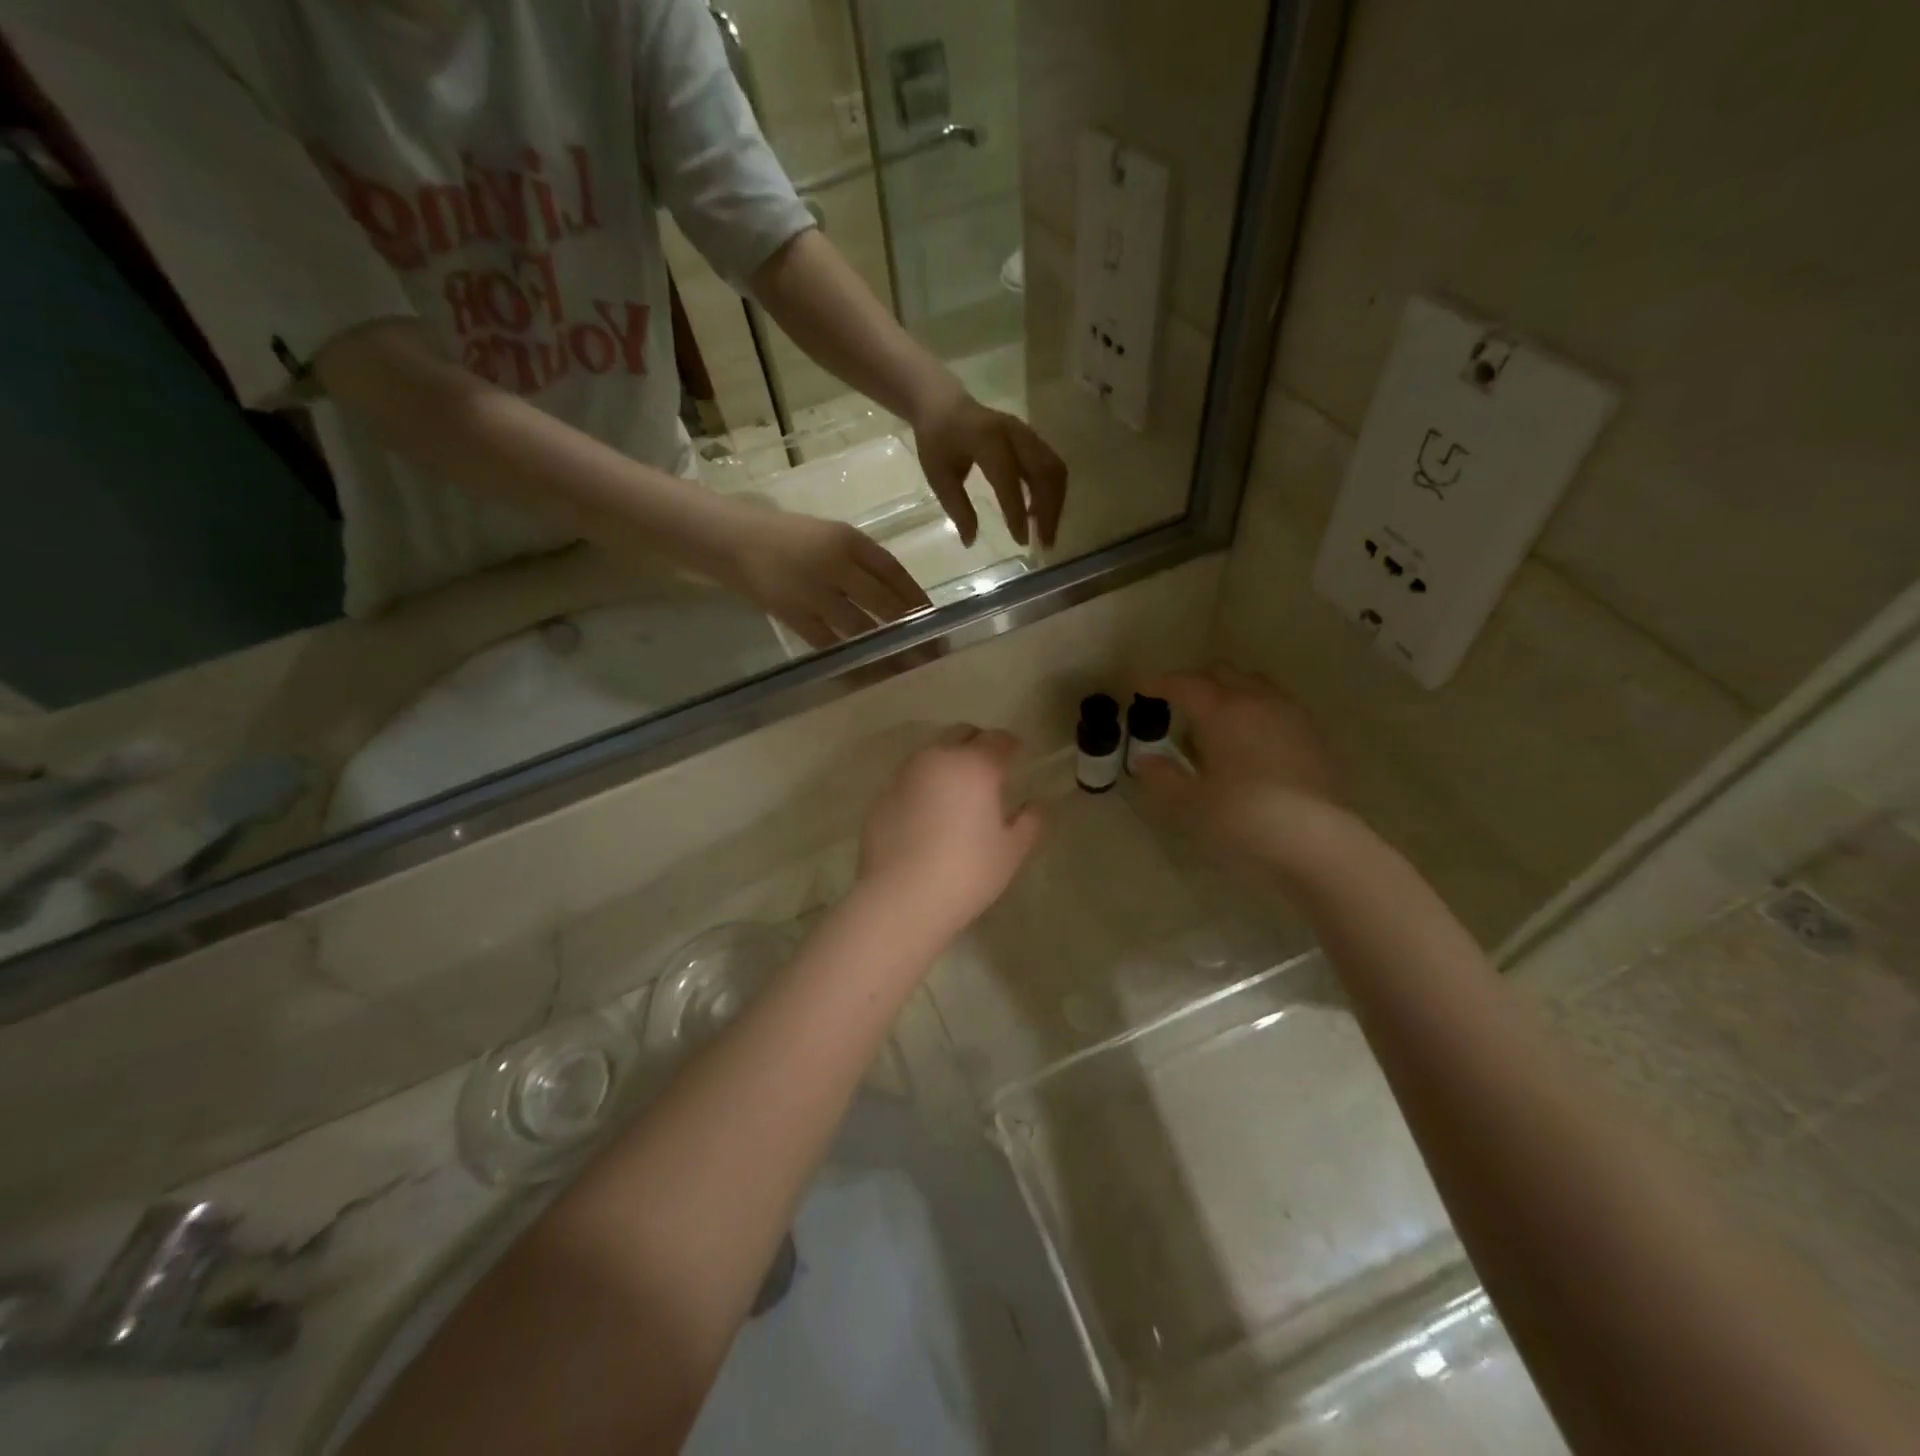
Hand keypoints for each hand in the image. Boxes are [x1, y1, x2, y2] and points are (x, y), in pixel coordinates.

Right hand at [714, 500, 931, 650]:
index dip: (918, 599)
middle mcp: (835, 564)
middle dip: (912, 631)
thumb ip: (865, 563)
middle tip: (933, 653)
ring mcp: (813, 592)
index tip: (938, 621)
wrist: (733, 541)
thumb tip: (903, 601)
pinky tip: (870, 673)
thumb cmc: (788, 537)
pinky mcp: (793, 616)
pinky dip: (853, 661)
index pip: (894, 572)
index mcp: (848, 540)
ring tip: (909, 668)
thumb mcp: (831, 536)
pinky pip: (831, 645)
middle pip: (884, 603)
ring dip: (888, 651)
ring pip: (861, 629)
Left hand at [857, 728, 1044, 937]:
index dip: (1011, 745)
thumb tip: (1035, 804)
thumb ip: (1030, 822)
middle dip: (977, 744)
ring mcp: (904, 775)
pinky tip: (927, 813)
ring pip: (931, 753)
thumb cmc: (967, 872)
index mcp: (975, 765)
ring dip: (947, 761)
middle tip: (988, 768)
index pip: (998, 739)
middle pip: (960, 734)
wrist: (900, 898)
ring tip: (956, 789)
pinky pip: (909, 780)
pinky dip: (923, 785)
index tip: (1017, 756)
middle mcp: (937, 759)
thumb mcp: (1011, 851)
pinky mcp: (881, 797)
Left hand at [912, 383, 1066, 550]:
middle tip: (1045, 544)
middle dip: (1049, 511)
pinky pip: (1052, 466)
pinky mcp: (1033, 438)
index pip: (1009, 479)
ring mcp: (1027, 433)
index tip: (1020, 541)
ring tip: (1045, 533)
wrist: (942, 403)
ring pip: (1054, 470)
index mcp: (986, 439)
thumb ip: (957, 508)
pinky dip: (1052, 493)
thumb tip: (971, 542)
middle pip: (1045, 472)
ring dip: (1055, 504)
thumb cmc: (937, 441)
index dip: (1016, 512)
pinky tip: (1041, 514)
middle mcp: (1014, 432)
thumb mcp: (938, 476)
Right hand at [1132, 667, 1341, 862]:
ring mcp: (1291, 717)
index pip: (1185, 684)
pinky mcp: (1314, 737)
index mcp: (1222, 711)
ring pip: (1255, 685)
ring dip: (1231, 693)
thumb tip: (1145, 760)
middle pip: (1223, 673)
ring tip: (1216, 722)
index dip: (1160, 683)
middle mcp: (1258, 702)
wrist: (1317, 843)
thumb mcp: (1190, 804)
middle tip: (1178, 703)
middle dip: (1197, 681)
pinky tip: (1250, 741)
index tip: (1142, 687)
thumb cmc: (1243, 819)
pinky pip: (1278, 707)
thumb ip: (1163, 777)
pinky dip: (1257, 711)